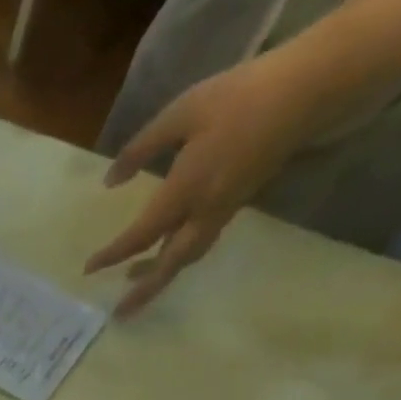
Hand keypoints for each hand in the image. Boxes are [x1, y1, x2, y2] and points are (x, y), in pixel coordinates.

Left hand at [86, 48, 327, 314]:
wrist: (311, 87)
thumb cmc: (242, 95)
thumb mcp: (182, 112)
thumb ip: (142, 148)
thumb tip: (110, 181)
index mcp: (186, 190)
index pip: (141, 235)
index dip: (114, 254)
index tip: (88, 269)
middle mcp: (205, 210)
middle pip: (170, 264)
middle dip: (144, 290)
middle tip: (120, 312)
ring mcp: (225, 209)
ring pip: (187, 255)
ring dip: (161, 274)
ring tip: (135, 281)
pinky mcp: (237, 201)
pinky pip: (202, 240)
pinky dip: (179, 254)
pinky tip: (167, 250)